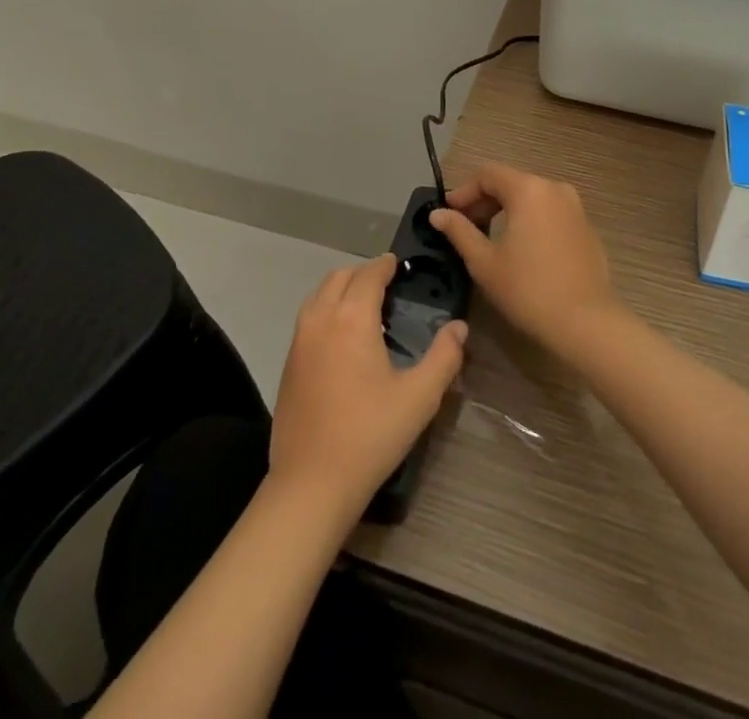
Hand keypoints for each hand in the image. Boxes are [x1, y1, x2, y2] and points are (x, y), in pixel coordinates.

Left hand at [268, 255, 466, 518]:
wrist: (311, 483)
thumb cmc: (369, 435)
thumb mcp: (419, 397)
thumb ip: (444, 357)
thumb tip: (459, 327)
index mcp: (352, 318)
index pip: (368, 275)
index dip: (385, 265)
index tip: (398, 264)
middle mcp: (321, 319)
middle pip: (339, 277)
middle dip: (363, 273)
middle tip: (387, 284)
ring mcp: (299, 340)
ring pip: (319, 295)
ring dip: (341, 288)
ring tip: (365, 306)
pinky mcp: (289, 363)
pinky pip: (308, 317)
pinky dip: (326, 309)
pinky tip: (343, 336)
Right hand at [428, 164, 622, 358]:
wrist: (585, 322)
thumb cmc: (527, 289)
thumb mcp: (484, 261)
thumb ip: (459, 231)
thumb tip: (438, 214)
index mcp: (528, 189)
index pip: (488, 174)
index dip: (464, 191)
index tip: (448, 213)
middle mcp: (554, 188)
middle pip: (511, 182)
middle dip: (485, 200)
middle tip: (465, 226)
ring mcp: (575, 207)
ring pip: (532, 197)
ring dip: (508, 210)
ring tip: (491, 237)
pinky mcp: (586, 227)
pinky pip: (551, 213)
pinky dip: (531, 220)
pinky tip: (523, 248)